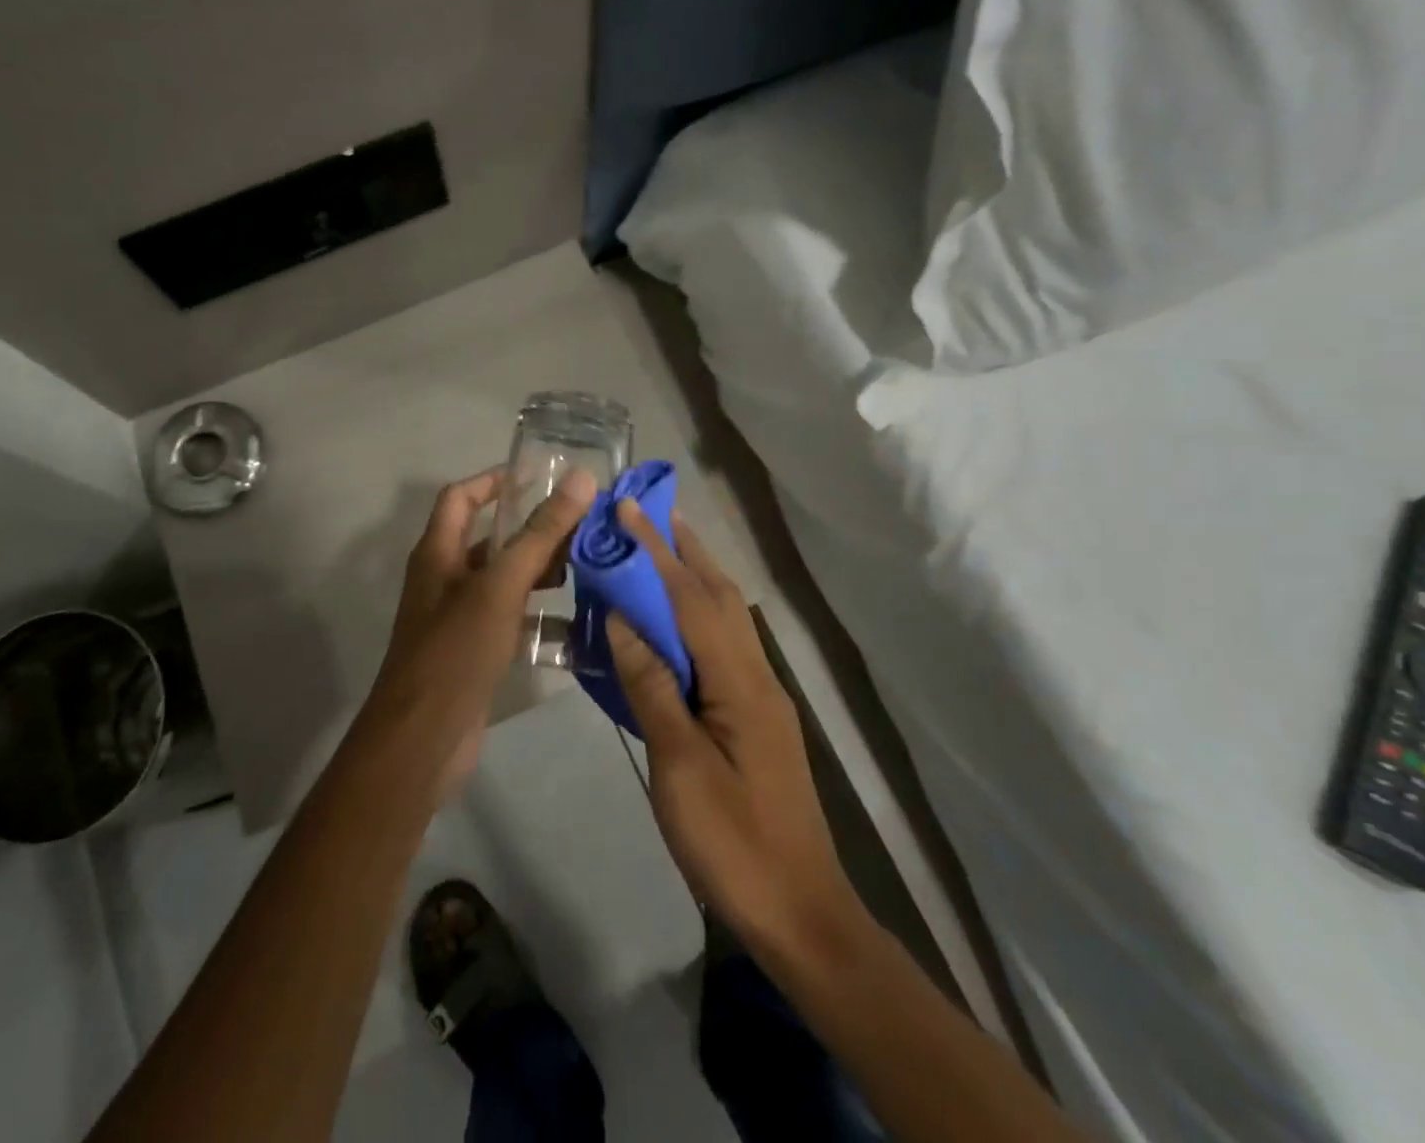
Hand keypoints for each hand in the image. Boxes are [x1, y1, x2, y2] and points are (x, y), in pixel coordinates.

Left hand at [365, 466, 597, 798]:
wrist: (423, 740)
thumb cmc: (455, 650)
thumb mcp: (500, 586)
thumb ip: (540, 534)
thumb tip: (580, 478)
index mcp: (438, 553)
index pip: (461, 497)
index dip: (494, 480)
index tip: (539, 476)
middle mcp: (445, 579)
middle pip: (489, 540)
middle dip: (531, 530)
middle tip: (581, 525)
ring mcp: (459, 618)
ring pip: (504, 581)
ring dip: (540, 572)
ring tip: (587, 567)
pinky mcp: (475, 652)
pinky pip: (511, 620)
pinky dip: (539, 615)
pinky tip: (577, 622)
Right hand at [605, 502, 868, 963]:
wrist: (802, 914)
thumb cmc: (733, 844)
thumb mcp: (680, 767)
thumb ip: (652, 687)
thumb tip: (623, 619)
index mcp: (740, 682)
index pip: (691, 599)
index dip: (656, 551)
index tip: (628, 509)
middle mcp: (757, 675)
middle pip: (720, 596)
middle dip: (683, 549)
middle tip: (648, 513)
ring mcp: (761, 697)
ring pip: (727, 619)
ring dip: (693, 576)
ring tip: (658, 550)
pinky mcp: (756, 718)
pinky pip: (723, 647)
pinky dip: (696, 616)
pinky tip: (674, 623)